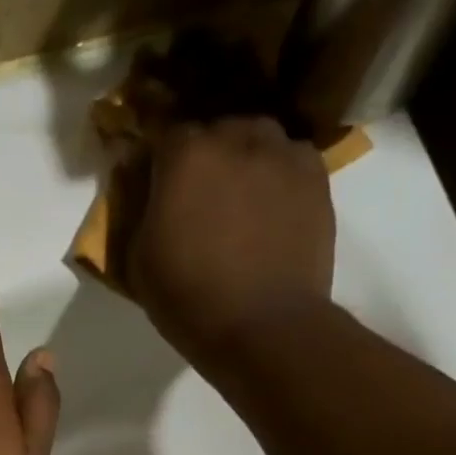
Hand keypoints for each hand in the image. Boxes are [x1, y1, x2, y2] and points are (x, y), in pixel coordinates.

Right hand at [124, 118, 335, 372]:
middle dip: (202, 153)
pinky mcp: (317, 177)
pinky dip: (275, 174)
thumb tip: (140, 185)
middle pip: (215, 129)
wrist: (262, 325)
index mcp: (186, 156)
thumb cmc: (187, 297)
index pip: (164, 133)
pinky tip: (267, 206)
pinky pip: (289, 159)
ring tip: (236, 195)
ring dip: (242, 158)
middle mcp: (237, 139)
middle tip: (194, 192)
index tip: (152, 181)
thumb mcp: (138, 258)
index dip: (157, 158)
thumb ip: (138, 210)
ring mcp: (284, 154)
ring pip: (257, 138)